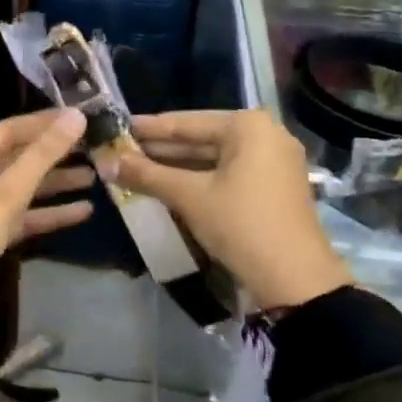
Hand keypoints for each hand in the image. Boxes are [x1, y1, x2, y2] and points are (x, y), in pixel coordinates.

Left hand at [0, 109, 92, 323]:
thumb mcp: (6, 194)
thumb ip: (42, 156)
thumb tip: (76, 117)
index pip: (9, 130)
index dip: (44, 123)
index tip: (81, 117)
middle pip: (18, 158)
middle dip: (54, 154)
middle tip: (94, 146)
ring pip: (23, 187)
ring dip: (56, 183)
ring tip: (96, 176)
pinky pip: (23, 214)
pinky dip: (49, 212)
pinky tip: (83, 212)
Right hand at [108, 109, 352, 313]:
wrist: (295, 279)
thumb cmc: (241, 224)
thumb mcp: (189, 197)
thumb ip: (147, 175)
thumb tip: (106, 162)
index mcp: (247, 126)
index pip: (185, 122)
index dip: (148, 128)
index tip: (117, 127)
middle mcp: (264, 134)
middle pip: (200, 138)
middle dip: (160, 149)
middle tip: (121, 151)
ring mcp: (273, 160)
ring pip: (213, 157)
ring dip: (176, 166)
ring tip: (136, 168)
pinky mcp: (273, 185)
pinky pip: (227, 172)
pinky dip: (198, 178)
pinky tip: (167, 185)